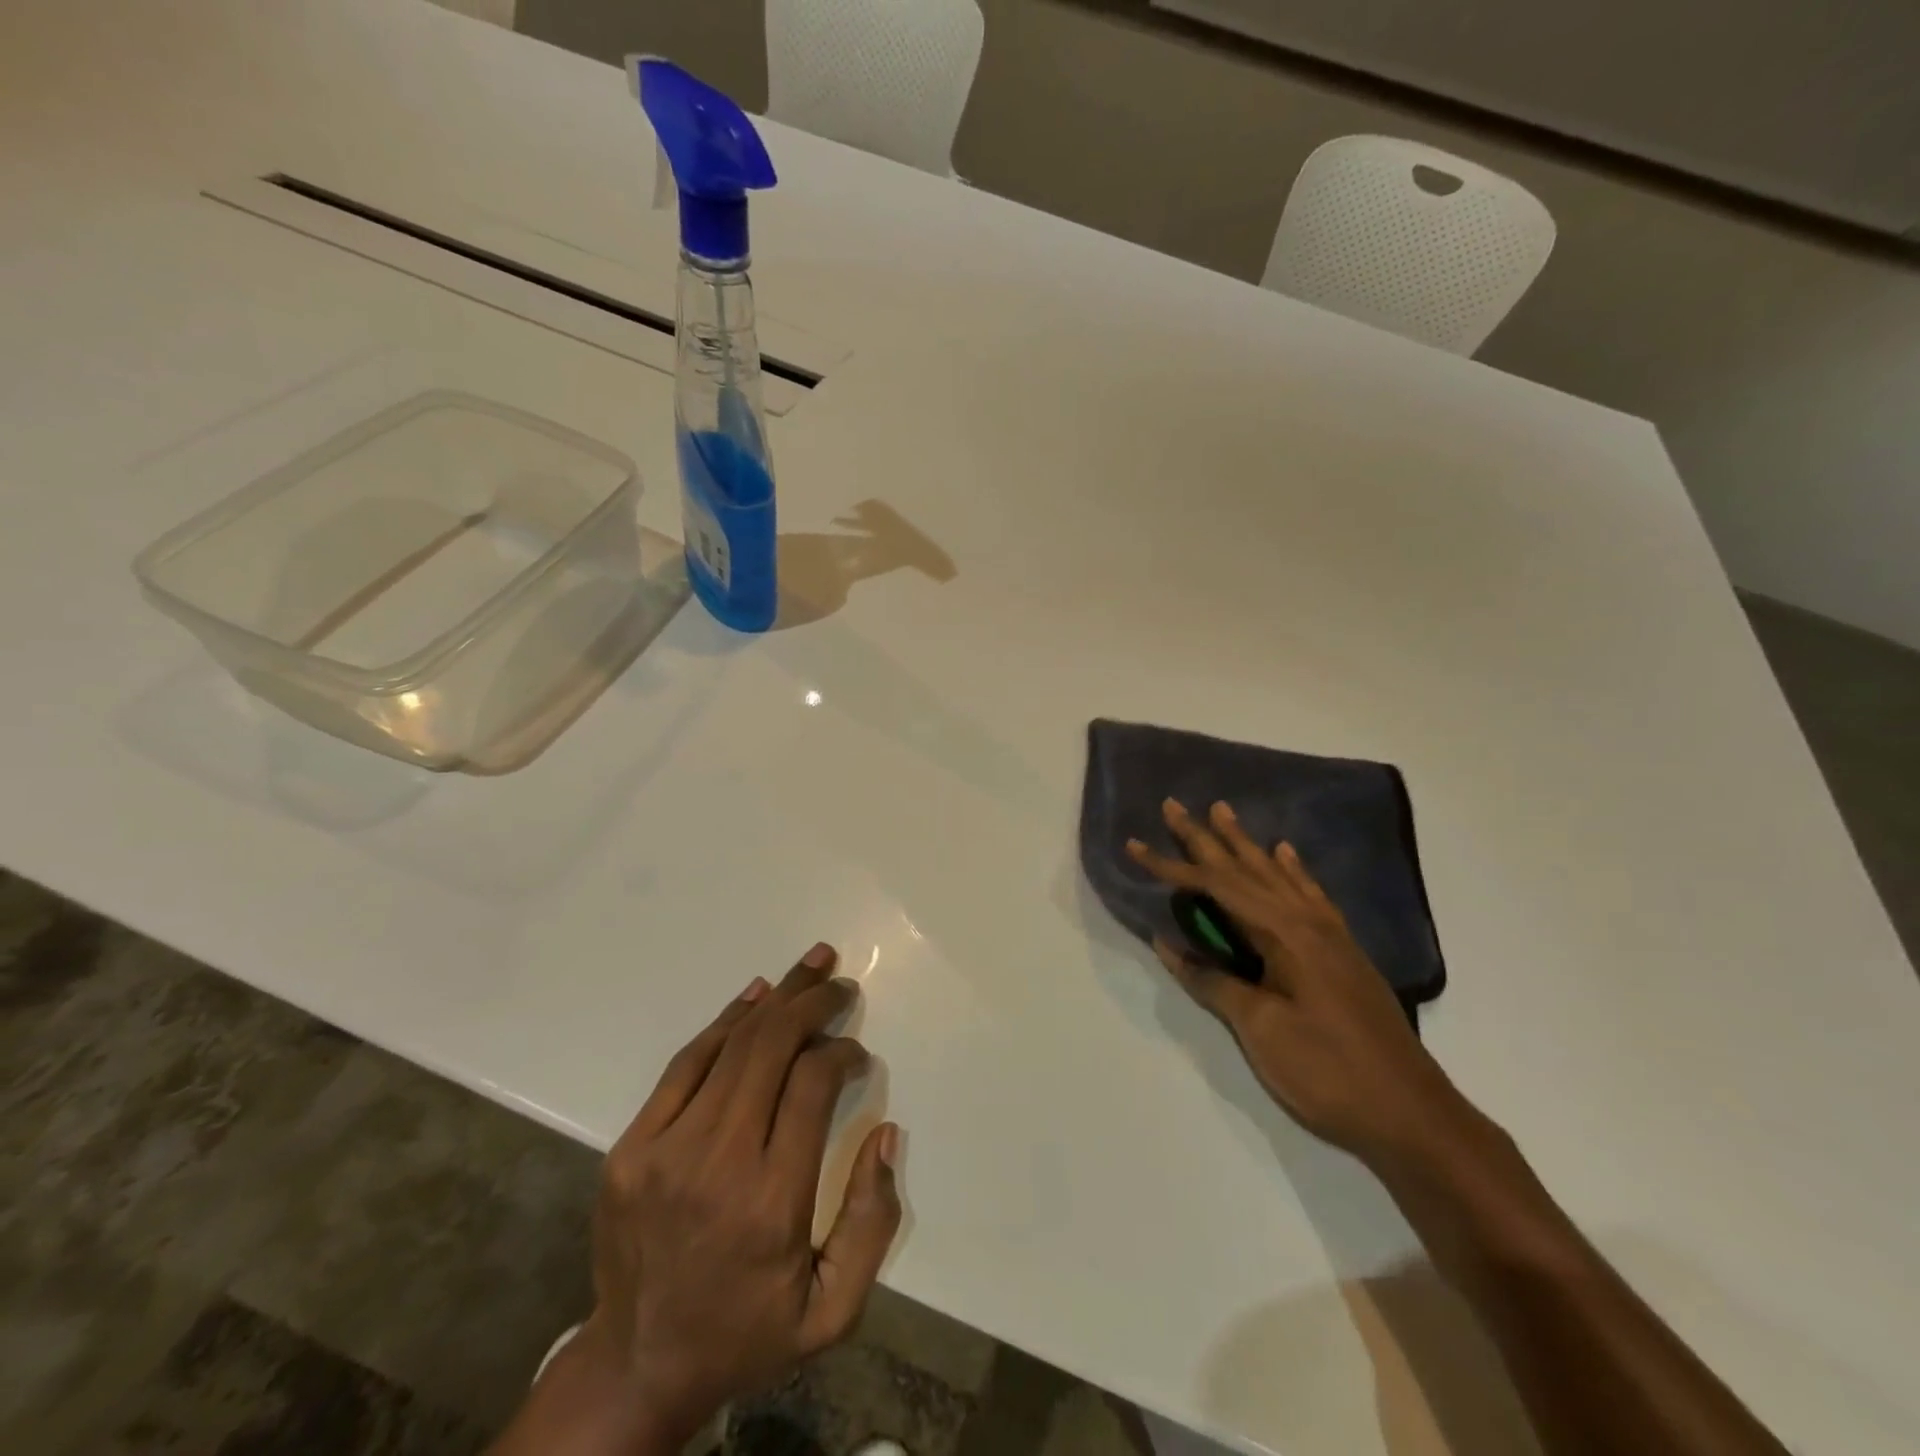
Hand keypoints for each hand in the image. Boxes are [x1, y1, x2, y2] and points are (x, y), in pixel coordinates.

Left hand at [548, 944, 901, 1452]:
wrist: (636, 1366)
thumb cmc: (746, 1333)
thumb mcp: (831, 1309)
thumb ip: (872, 1222)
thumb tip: (886, 1133)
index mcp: (770, 1201)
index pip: (812, 1086)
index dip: (841, 1053)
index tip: (856, 1054)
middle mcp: (717, 1163)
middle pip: (772, 1049)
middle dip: (813, 1005)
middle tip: (840, 984)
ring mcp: (664, 1150)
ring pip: (732, 1046)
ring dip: (778, 999)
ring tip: (811, 965)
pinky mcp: (631, 1146)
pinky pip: (686, 1063)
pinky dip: (725, 1022)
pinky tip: (755, 996)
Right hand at [1128, 799, 1474, 1169]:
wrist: (1410, 1114)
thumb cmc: (1327, 1071)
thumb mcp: (1260, 1028)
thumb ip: (1213, 980)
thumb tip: (1168, 943)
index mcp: (1283, 933)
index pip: (1215, 887)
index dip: (1171, 867)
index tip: (1135, 846)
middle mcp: (1306, 920)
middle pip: (1245, 868)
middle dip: (1205, 838)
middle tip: (1174, 805)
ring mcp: (1330, 934)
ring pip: (1277, 874)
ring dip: (1245, 844)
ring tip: (1223, 811)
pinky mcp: (1343, 951)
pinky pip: (1311, 894)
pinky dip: (1293, 870)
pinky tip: (1286, 853)